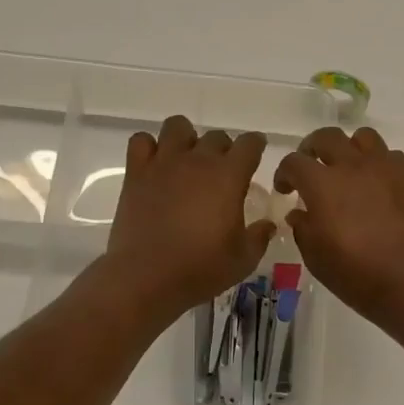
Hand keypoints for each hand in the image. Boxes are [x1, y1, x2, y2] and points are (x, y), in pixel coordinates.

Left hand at [105, 115, 275, 318]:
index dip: (255, 146)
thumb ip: (259, 236)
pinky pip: (140, 141)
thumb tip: (267, 224)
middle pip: (216, 136)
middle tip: (220, 173)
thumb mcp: (243, 260)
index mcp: (229, 176)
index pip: (250, 143)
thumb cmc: (200, 269)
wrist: (146, 278)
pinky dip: (149, 147)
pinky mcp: (136, 173)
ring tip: (186, 161)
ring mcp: (164, 163)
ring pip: (177, 126)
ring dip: (186, 139)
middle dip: (223, 149)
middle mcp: (197, 160)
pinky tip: (155, 165)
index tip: (255, 154)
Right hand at [274, 126, 403, 323]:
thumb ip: (303, 228)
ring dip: (349, 148)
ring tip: (348, 168)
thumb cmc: (357, 275)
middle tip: (311, 167)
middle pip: (326, 137)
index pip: (294, 162)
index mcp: (322, 184)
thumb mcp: (316, 258)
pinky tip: (378, 183)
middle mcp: (352, 165)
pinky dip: (379, 163)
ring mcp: (385, 167)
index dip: (284, 173)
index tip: (286, 189)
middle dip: (312, 149)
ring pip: (362, 137)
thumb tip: (299, 212)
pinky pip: (391, 155)